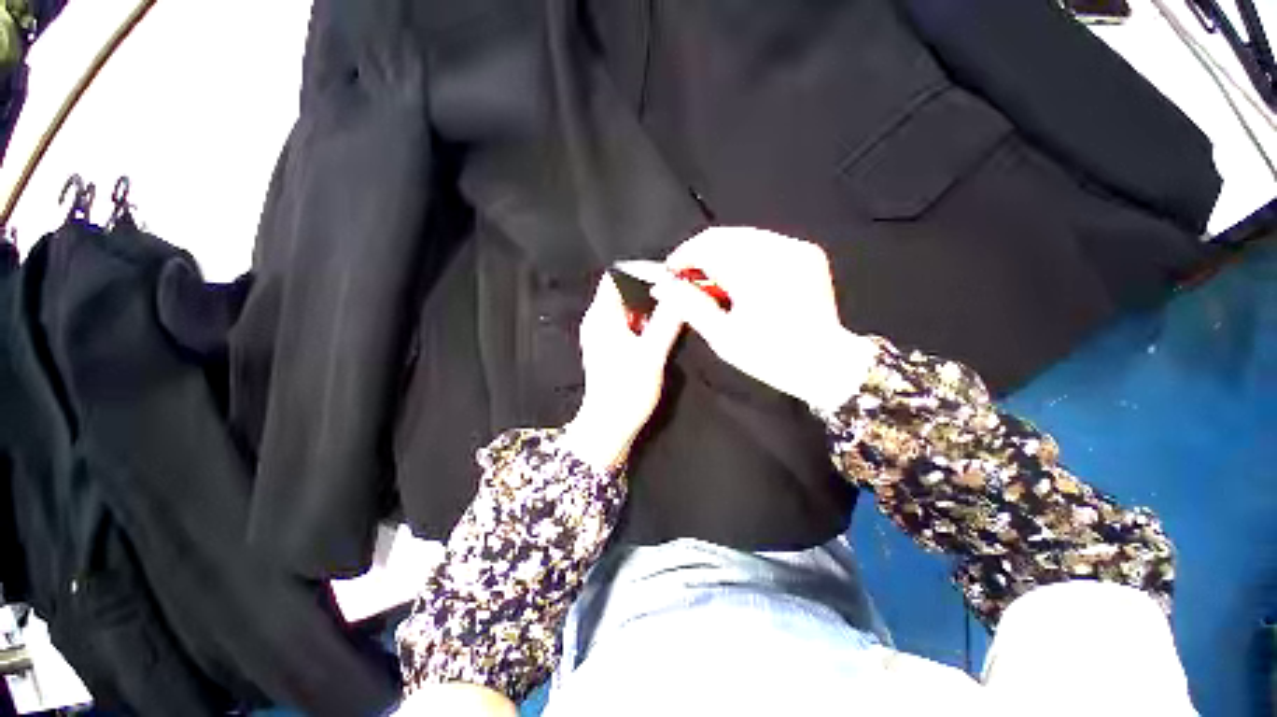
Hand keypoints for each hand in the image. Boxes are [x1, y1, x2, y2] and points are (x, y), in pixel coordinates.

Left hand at [561, 274, 684, 470]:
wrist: (609, 428)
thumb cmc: (626, 391)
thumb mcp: (651, 354)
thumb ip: (667, 320)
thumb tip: (681, 290)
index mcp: (601, 316)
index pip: (617, 275)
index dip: (642, 270)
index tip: (671, 275)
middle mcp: (598, 320)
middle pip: (623, 289)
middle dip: (651, 288)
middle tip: (677, 292)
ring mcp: (602, 334)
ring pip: (628, 306)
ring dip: (650, 305)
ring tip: (674, 308)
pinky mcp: (610, 347)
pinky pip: (628, 322)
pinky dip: (646, 320)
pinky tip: (662, 329)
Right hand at [653, 227, 876, 411]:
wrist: (825, 362)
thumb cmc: (770, 356)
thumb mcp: (723, 337)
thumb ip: (690, 306)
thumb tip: (663, 286)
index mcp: (756, 274)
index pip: (707, 247)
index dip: (682, 256)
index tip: (668, 273)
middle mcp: (777, 251)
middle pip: (722, 236)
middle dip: (698, 254)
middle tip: (685, 278)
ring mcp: (795, 248)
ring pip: (741, 236)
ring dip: (718, 254)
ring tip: (709, 281)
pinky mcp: (805, 251)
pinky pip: (762, 242)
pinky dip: (741, 255)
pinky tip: (736, 277)